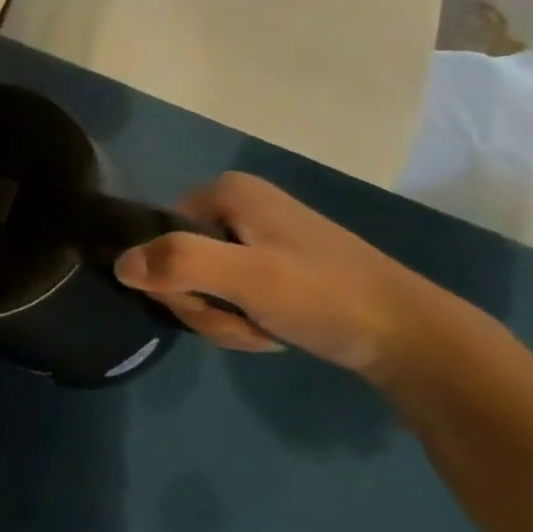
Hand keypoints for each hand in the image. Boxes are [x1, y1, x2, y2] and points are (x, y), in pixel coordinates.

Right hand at [112, 172, 492, 380]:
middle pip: (176, 261)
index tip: (213, 301)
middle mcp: (235, 205)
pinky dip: (241, 320)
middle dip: (201, 304)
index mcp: (226, 192)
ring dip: (221, 318)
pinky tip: (271, 331)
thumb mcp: (248, 278)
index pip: (156, 235)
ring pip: (199, 284)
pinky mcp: (272, 266)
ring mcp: (254, 236)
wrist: (414, 339)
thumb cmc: (326, 296)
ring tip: (264, 329)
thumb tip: (118, 263)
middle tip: (243, 320)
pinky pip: (227, 293)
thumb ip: (180, 263)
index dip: (173, 276)